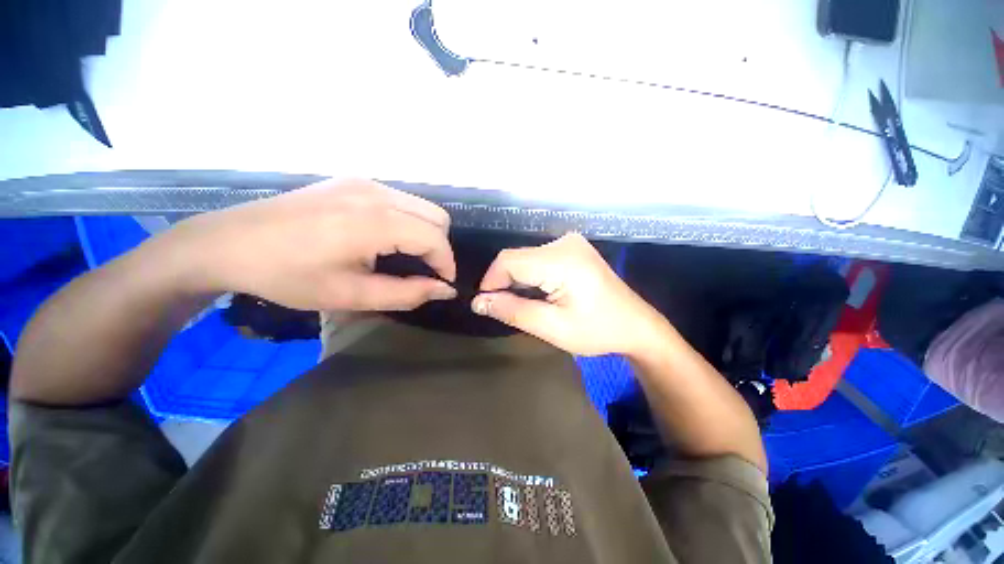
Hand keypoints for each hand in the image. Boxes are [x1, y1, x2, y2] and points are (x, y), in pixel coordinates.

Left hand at [170, 178, 457, 310]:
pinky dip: (407, 221)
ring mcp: (364, 182)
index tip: (442, 284)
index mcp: (375, 221)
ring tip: (405, 256)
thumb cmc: (289, 276)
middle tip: (424, 271)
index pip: (435, 238)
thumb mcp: (351, 295)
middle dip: (439, 247)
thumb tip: (444, 290)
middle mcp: (377, 193)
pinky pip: (401, 200)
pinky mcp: (353, 181)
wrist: (229, 243)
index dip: (447, 263)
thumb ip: (407, 294)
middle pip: (437, 217)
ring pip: (421, 206)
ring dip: (425, 233)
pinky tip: (385, 238)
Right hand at [471, 233, 667, 355]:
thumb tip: (478, 302)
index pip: (508, 261)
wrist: (636, 325)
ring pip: (525, 258)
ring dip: (517, 281)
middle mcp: (564, 242)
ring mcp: (570, 243)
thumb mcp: (552, 327)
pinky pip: (538, 258)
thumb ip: (512, 311)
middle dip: (504, 283)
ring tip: (526, 304)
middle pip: (516, 258)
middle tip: (507, 310)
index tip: (487, 305)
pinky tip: (539, 294)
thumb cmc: (597, 331)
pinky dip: (530, 276)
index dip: (491, 282)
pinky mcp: (572, 248)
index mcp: (562, 260)